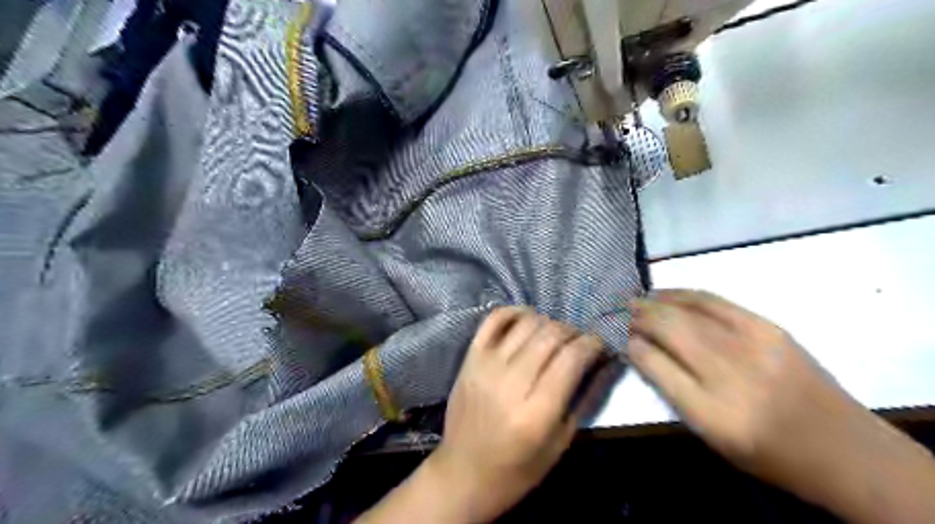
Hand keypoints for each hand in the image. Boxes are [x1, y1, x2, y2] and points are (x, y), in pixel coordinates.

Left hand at [432, 305, 614, 520]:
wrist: (462, 473)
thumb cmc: (516, 470)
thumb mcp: (560, 444)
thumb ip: (584, 399)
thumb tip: (604, 362)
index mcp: (536, 412)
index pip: (572, 358)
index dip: (593, 343)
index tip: (600, 344)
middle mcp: (510, 382)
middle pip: (550, 335)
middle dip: (573, 332)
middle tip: (579, 342)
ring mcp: (486, 365)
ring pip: (526, 323)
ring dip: (548, 322)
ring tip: (555, 336)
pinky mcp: (470, 358)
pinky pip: (494, 319)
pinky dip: (515, 312)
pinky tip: (527, 319)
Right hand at [623, 290, 933, 523]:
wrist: (844, 448)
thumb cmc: (769, 453)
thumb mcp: (711, 437)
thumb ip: (672, 391)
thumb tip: (639, 350)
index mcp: (713, 414)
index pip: (655, 365)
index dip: (631, 345)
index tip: (618, 337)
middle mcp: (732, 375)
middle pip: (669, 331)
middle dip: (639, 318)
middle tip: (620, 313)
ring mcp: (754, 345)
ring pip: (688, 312)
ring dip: (655, 303)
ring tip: (635, 300)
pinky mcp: (768, 327)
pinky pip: (715, 301)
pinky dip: (684, 294)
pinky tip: (666, 294)